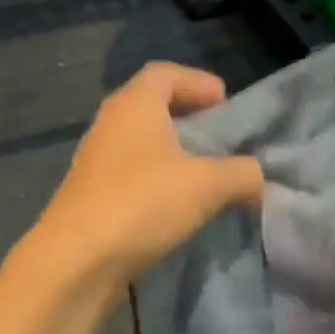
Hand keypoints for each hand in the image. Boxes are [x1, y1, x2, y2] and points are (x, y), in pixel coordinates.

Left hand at [27, 63, 262, 297]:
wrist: (77, 260)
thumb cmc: (143, 203)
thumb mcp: (207, 185)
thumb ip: (242, 174)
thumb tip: (257, 177)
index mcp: (134, 104)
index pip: (166, 73)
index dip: (199, 82)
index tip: (227, 105)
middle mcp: (111, 124)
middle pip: (154, 107)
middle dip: (190, 120)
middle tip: (222, 142)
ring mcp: (97, 162)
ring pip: (143, 145)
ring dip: (175, 156)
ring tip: (207, 178)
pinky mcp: (92, 196)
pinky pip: (133, 176)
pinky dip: (159, 183)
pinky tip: (179, 208)